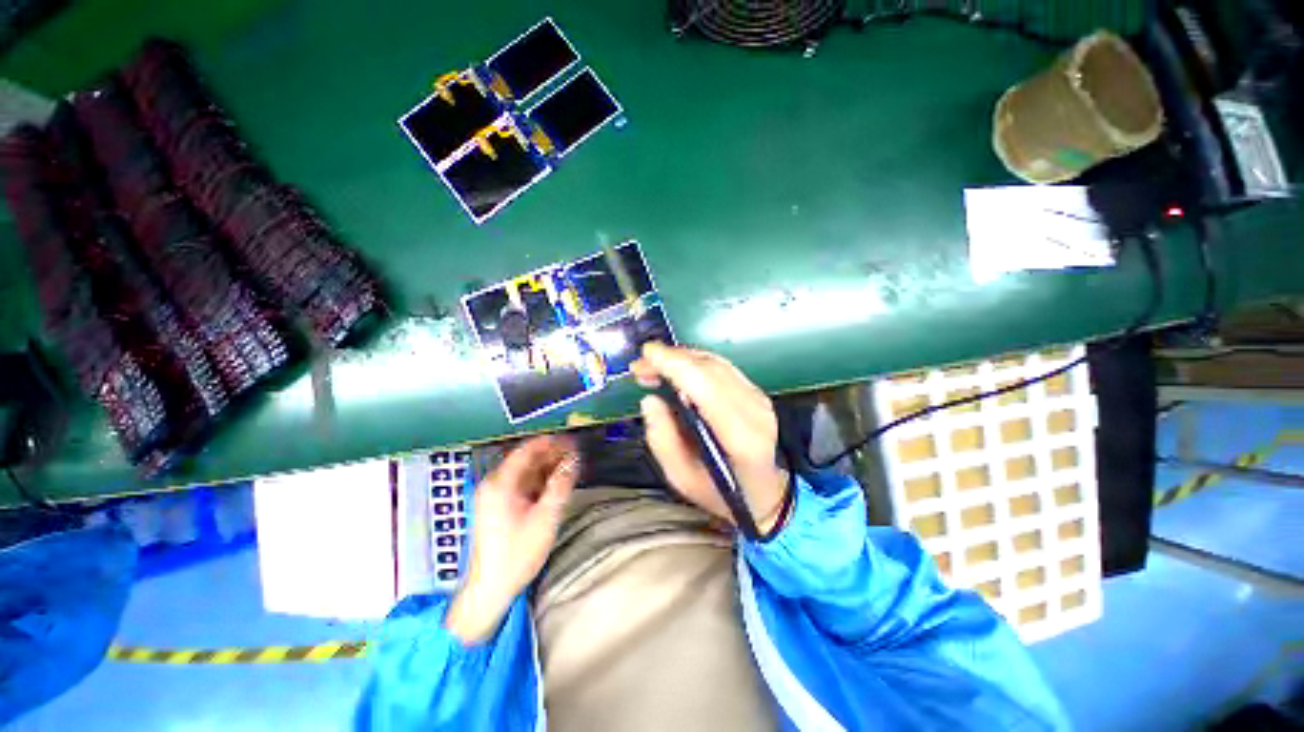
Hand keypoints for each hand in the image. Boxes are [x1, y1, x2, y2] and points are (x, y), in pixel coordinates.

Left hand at [445, 436, 578, 644]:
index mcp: (501, 483)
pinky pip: (522, 484)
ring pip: (525, 472)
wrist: (491, 589)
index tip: (571, 440)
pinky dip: (540, 481)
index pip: (527, 450)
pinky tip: (556, 485)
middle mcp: (494, 484)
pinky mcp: (499, 506)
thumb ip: (560, 485)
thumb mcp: (545, 517)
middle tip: (576, 454)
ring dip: (547, 468)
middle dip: (552, 454)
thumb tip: (573, 460)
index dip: (551, 442)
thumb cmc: (517, 553)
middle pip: (526, 459)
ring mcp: (495, 495)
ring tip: (571, 467)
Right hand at [631, 343, 788, 534]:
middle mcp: (755, 411)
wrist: (763, 493)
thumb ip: (663, 440)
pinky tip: (676, 368)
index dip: (675, 365)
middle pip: (710, 369)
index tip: (646, 356)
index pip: (706, 387)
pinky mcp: (756, 392)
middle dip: (671, 359)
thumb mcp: (682, 479)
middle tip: (640, 367)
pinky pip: (722, 367)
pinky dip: (695, 362)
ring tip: (653, 366)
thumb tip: (650, 400)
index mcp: (740, 437)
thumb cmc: (720, 492)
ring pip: (716, 363)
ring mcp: (759, 399)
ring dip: (681, 358)